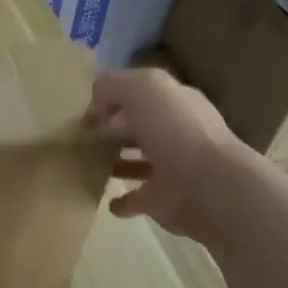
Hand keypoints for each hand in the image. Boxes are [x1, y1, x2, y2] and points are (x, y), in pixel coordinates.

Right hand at [86, 68, 259, 243]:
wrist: (207, 186)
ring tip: (87, 164)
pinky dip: (122, 202)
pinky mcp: (162, 200)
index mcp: (174, 102)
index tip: (84, 111)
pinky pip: (136, 199)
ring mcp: (170, 169)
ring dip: (116, 163)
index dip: (113, 99)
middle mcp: (174, 133)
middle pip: (138, 127)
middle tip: (81, 137)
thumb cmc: (175, 130)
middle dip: (112, 130)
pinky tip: (107, 201)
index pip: (141, 95)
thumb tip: (95, 104)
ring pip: (136, 162)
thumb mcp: (143, 88)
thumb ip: (114, 85)